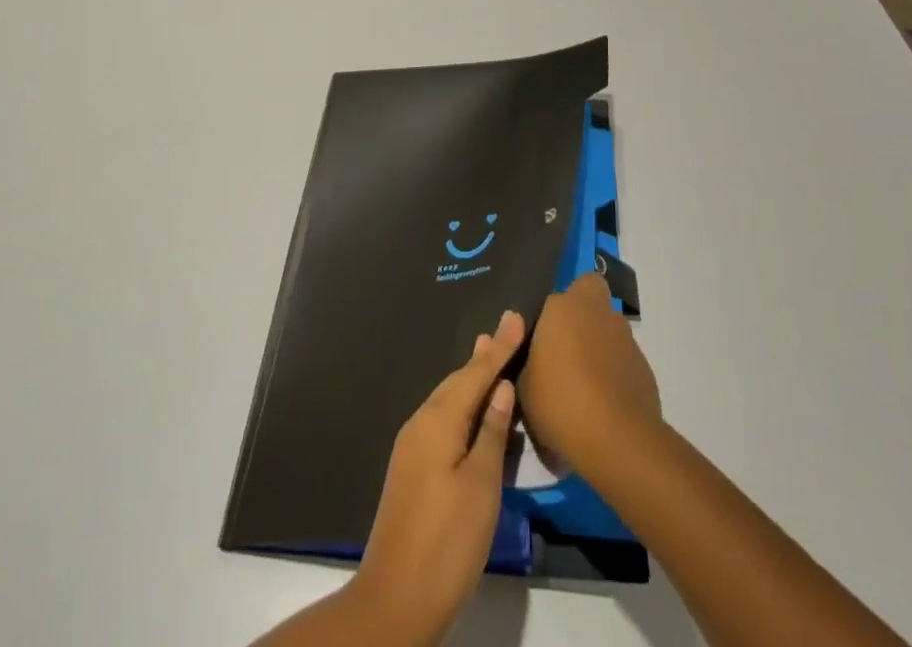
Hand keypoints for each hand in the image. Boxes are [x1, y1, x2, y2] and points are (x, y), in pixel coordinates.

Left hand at [351, 309, 524, 645]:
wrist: (396, 597)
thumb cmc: (447, 540)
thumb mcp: (481, 486)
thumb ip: (491, 432)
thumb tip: (500, 387)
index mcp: (438, 420)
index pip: (475, 372)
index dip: (499, 347)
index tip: (515, 316)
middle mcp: (421, 422)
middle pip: (458, 380)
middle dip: (484, 357)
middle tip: (506, 331)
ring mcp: (412, 445)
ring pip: (448, 399)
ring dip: (472, 378)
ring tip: (491, 355)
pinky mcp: (412, 467)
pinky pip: (442, 419)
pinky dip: (462, 404)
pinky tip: (473, 408)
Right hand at [518, 273, 660, 477]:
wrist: (616, 440)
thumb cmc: (559, 402)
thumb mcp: (523, 386)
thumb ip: (526, 360)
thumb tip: (532, 352)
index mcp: (563, 307)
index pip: (556, 295)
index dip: (551, 314)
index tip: (543, 339)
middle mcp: (597, 311)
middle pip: (591, 291)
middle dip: (582, 310)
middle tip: (567, 344)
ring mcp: (624, 337)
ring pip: (609, 326)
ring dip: (599, 343)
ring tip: (585, 383)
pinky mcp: (644, 366)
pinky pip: (623, 358)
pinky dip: (615, 371)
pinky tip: (604, 402)